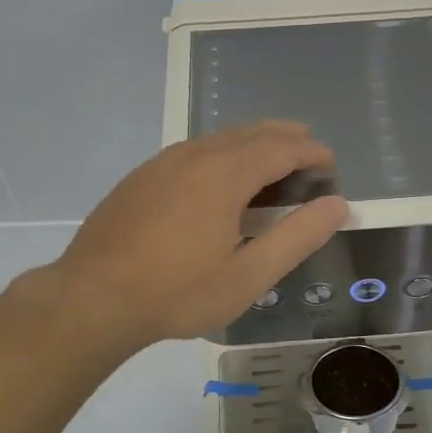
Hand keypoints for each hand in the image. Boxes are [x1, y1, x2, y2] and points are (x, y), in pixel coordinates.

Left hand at [51, 121, 348, 348]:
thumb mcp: (248, 275)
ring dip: (250, 142)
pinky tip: (217, 176)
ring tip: (269, 157)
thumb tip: (338, 204)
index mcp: (225, 174)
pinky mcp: (139, 179)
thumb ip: (297, 237)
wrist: (93, 298)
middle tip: (306, 146)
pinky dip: (220, 153)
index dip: (309, 152)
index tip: (329, 162)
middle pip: (248, 133)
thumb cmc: (178, 292)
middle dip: (283, 136)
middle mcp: (194, 156)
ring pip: (217, 139)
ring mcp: (161, 164)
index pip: (280, 148)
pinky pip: (191, 152)